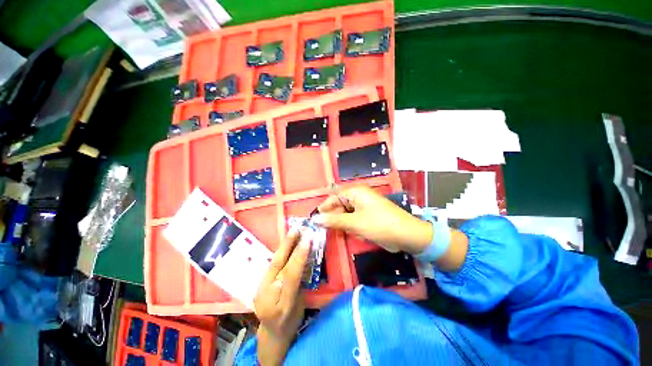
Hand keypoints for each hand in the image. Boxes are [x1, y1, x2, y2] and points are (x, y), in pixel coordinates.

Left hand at [254, 229, 311, 364]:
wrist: (272, 333)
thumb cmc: (290, 321)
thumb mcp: (300, 306)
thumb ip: (301, 284)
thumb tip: (305, 261)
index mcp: (280, 304)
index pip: (290, 276)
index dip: (299, 257)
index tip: (308, 239)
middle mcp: (266, 294)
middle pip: (278, 266)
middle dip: (287, 245)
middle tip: (296, 229)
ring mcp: (260, 288)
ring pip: (273, 262)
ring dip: (284, 245)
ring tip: (292, 232)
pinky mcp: (260, 283)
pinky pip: (272, 264)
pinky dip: (280, 251)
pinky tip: (285, 242)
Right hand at [313, 186, 432, 253]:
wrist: (407, 235)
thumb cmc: (379, 225)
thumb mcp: (354, 223)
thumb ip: (334, 220)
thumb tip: (315, 218)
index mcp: (356, 192)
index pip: (333, 197)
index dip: (324, 208)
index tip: (315, 220)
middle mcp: (359, 196)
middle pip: (340, 205)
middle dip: (336, 218)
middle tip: (332, 230)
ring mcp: (364, 205)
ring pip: (346, 214)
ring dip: (346, 224)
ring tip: (353, 232)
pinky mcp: (368, 214)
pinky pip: (354, 219)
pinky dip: (354, 227)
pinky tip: (359, 233)